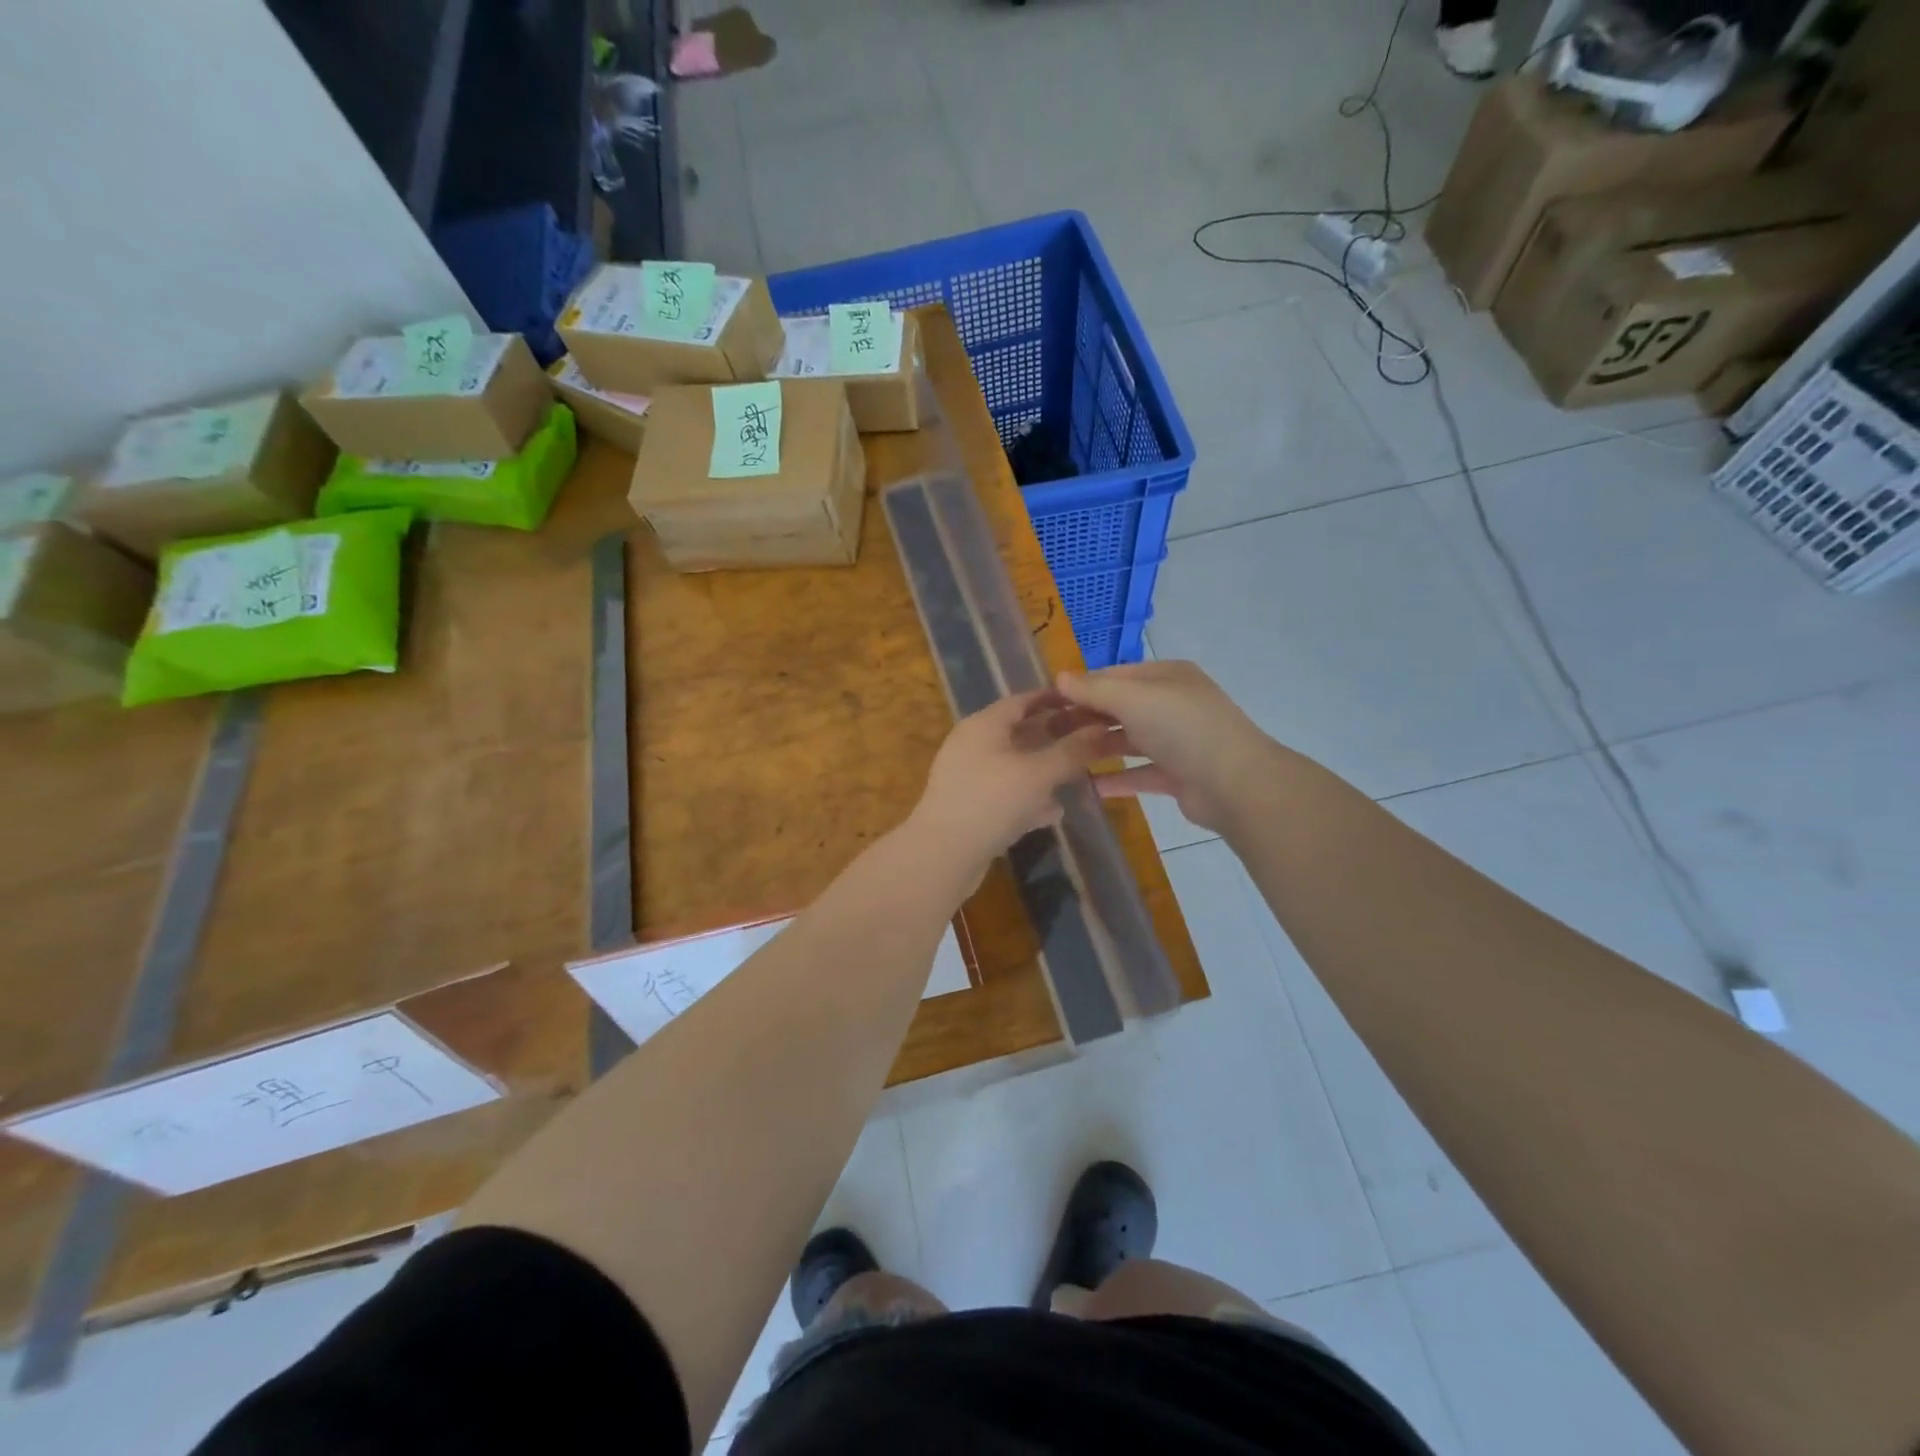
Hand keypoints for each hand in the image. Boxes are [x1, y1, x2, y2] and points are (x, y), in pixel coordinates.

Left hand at [907, 689, 1116, 876]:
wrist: (943, 855)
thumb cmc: (992, 801)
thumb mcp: (1038, 773)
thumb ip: (1072, 751)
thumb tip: (1104, 729)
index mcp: (984, 725)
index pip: (1022, 700)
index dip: (1055, 698)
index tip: (1087, 701)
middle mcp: (973, 745)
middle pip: (1019, 732)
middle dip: (1055, 735)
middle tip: (1093, 737)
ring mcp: (969, 778)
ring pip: (1015, 766)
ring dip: (1045, 768)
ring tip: (1081, 772)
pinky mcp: (971, 808)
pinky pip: (1007, 795)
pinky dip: (1030, 799)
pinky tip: (1055, 811)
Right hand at [1056, 661, 1272, 832]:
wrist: (1235, 784)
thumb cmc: (1182, 728)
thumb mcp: (1133, 698)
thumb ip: (1094, 689)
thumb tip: (1059, 677)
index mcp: (1166, 676)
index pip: (1114, 674)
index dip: (1080, 685)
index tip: (1046, 702)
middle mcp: (1172, 703)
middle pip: (1120, 707)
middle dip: (1085, 718)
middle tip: (1046, 732)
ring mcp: (1177, 740)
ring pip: (1129, 739)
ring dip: (1098, 747)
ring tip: (1061, 758)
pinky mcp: (1178, 774)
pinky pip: (1139, 773)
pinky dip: (1117, 778)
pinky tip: (1088, 786)